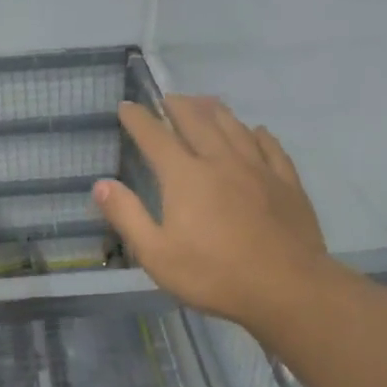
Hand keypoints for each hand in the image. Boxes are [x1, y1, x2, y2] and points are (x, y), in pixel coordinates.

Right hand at [94, 97, 331, 338]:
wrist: (286, 287)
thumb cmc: (213, 274)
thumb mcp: (156, 254)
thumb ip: (127, 215)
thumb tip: (100, 184)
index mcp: (185, 176)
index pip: (155, 137)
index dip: (138, 119)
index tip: (127, 106)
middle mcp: (220, 161)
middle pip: (197, 121)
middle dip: (178, 106)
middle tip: (167, 98)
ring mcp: (258, 169)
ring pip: (234, 127)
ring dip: (215, 110)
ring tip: (204, 102)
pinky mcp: (286, 183)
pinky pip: (270, 147)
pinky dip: (258, 134)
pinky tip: (256, 131)